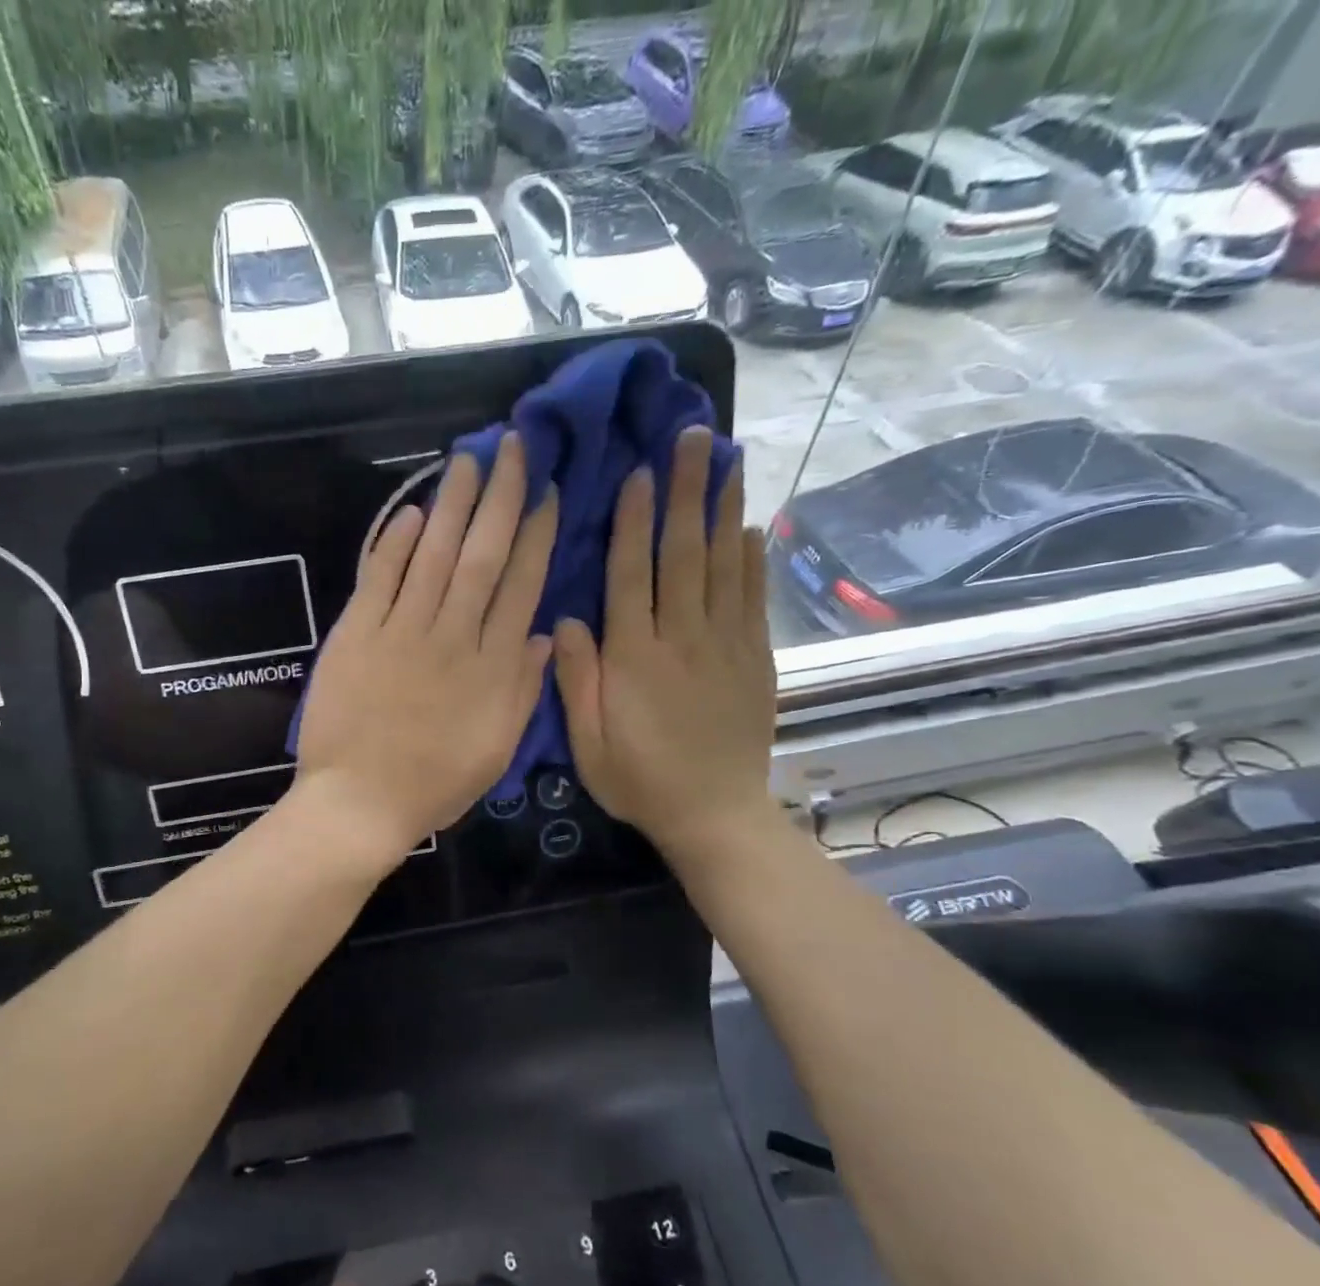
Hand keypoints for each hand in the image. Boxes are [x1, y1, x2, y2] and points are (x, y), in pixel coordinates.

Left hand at [294, 433, 557, 862]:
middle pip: (481, 556)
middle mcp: (452, 638)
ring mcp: (401, 632)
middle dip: (501, 498)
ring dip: (451, 505)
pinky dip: (392, 544)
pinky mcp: (356, 635)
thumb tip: (542, 633)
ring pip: (432, 555)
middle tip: (513, 447)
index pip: (521, 587)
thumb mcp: (496, 750)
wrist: (359, 803)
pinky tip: (408, 511)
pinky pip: (378, 579)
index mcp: (492, 668)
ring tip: (467, 461)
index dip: (537, 536)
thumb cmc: (434, 785)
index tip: (549, 494)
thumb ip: (523, 690)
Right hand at [552, 427, 775, 862]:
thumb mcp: (589, 743)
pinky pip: (753, 598)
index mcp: (635, 659)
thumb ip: (576, 680)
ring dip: (724, 509)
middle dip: (687, 492)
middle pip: (684, 554)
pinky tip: (750, 525)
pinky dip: (752, 558)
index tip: (640, 472)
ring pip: (724, 565)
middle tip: (695, 436)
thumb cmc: (640, 781)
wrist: (715, 815)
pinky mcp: (755, 658)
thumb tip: (564, 620)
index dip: (634, 522)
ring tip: (729, 458)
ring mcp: (726, 646)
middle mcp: (683, 639)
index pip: (632, 576)